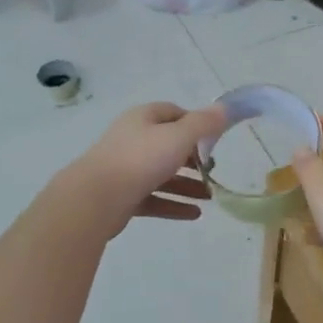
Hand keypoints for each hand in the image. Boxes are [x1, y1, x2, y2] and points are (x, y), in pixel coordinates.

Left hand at [63, 102, 227, 236]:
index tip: (214, 139)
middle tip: (213, 169)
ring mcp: (126, 169)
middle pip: (168, 145)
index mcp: (143, 119)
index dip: (195, 123)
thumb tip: (226, 109)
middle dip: (193, 158)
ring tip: (211, 196)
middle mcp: (133, 140)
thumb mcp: (179, 136)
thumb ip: (204, 123)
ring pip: (162, 174)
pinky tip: (195, 214)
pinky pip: (154, 198)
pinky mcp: (123, 197)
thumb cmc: (141, 159)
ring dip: (187, 184)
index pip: (173, 113)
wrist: (96, 198)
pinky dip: (174, 204)